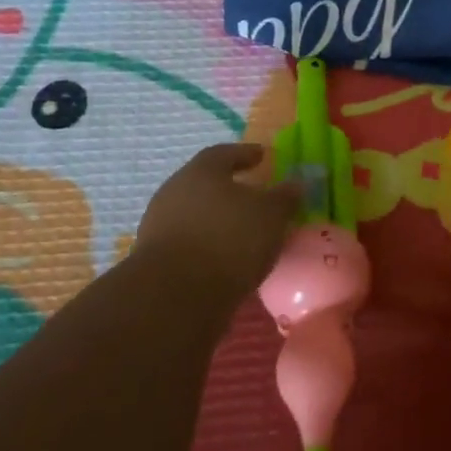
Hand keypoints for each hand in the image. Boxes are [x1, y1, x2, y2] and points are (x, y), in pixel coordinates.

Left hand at [134, 144, 300, 306]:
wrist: (174, 297)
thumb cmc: (228, 240)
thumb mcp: (270, 215)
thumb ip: (284, 197)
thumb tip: (296, 184)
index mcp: (201, 171)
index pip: (225, 153)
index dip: (245, 154)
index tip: (262, 156)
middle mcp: (175, 191)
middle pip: (206, 183)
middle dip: (230, 189)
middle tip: (254, 196)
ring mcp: (159, 226)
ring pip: (195, 214)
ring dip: (217, 220)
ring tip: (243, 233)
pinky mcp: (154, 260)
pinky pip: (189, 243)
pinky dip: (207, 246)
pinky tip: (225, 260)